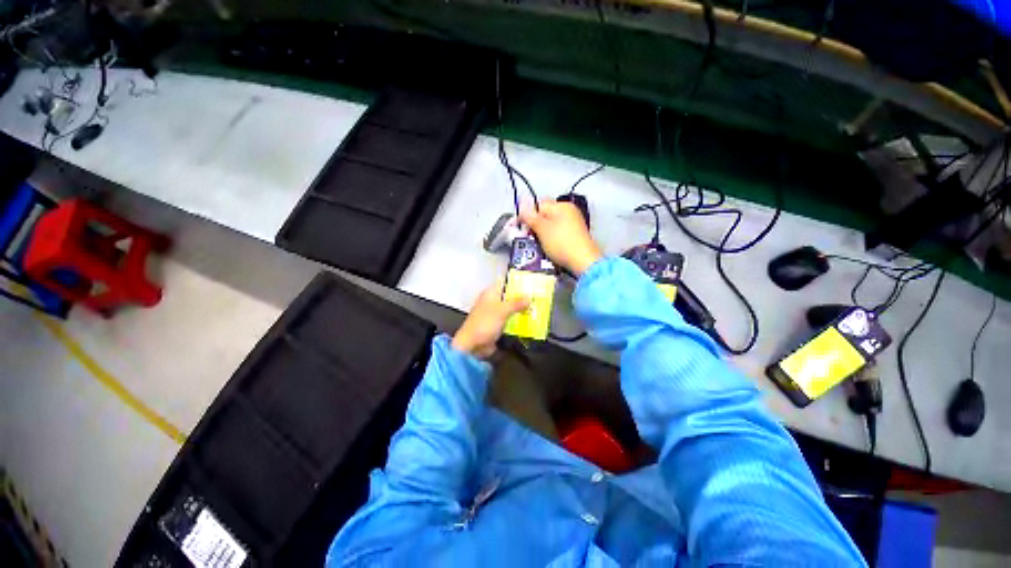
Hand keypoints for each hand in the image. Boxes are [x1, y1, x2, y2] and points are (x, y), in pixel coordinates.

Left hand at [452, 279, 529, 358]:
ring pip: (511, 309)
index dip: (517, 282)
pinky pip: (510, 321)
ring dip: (521, 311)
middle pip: (509, 297)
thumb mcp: (502, 310)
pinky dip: (518, 321)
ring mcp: (494, 315)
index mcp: (490, 293)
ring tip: (537, 309)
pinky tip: (530, 322)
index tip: (532, 283)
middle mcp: (492, 302)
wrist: (472, 345)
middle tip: (538, 298)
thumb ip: (516, 303)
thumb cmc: (485, 324)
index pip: (505, 283)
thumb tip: (529, 297)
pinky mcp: (497, 327)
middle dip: (522, 298)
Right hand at [520, 200, 602, 275]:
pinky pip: (558, 234)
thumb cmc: (562, 243)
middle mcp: (570, 212)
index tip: (519, 227)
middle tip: (527, 237)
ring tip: (537, 244)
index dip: (526, 215)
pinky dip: (551, 239)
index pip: (538, 205)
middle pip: (545, 215)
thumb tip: (522, 205)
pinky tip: (548, 248)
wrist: (584, 262)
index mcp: (562, 206)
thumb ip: (530, 216)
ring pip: (551, 225)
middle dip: (534, 225)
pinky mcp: (576, 236)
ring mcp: (574, 224)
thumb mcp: (542, 229)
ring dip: (542, 234)